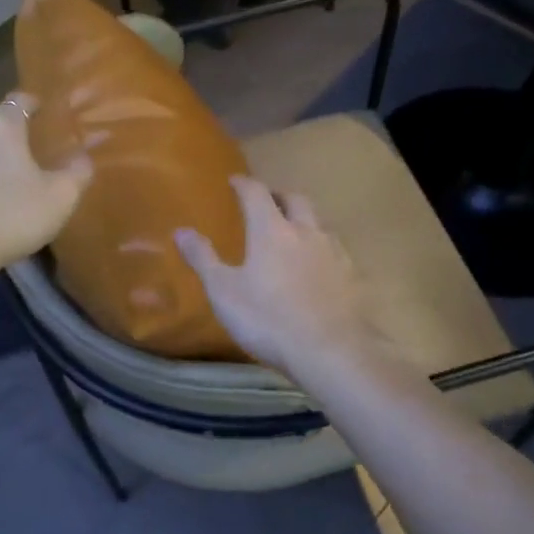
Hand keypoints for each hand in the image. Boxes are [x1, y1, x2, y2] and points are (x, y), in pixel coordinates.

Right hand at [175, 176, 389, 377]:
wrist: (330, 352)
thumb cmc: (268, 319)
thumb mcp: (223, 292)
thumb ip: (203, 259)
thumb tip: (180, 231)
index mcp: (272, 230)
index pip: (256, 193)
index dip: (244, 184)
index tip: (234, 181)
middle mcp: (306, 232)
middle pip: (295, 200)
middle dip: (278, 195)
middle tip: (267, 201)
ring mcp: (334, 252)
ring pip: (319, 223)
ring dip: (304, 221)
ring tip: (293, 234)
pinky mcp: (353, 276)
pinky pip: (336, 251)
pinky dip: (322, 249)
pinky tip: (318, 267)